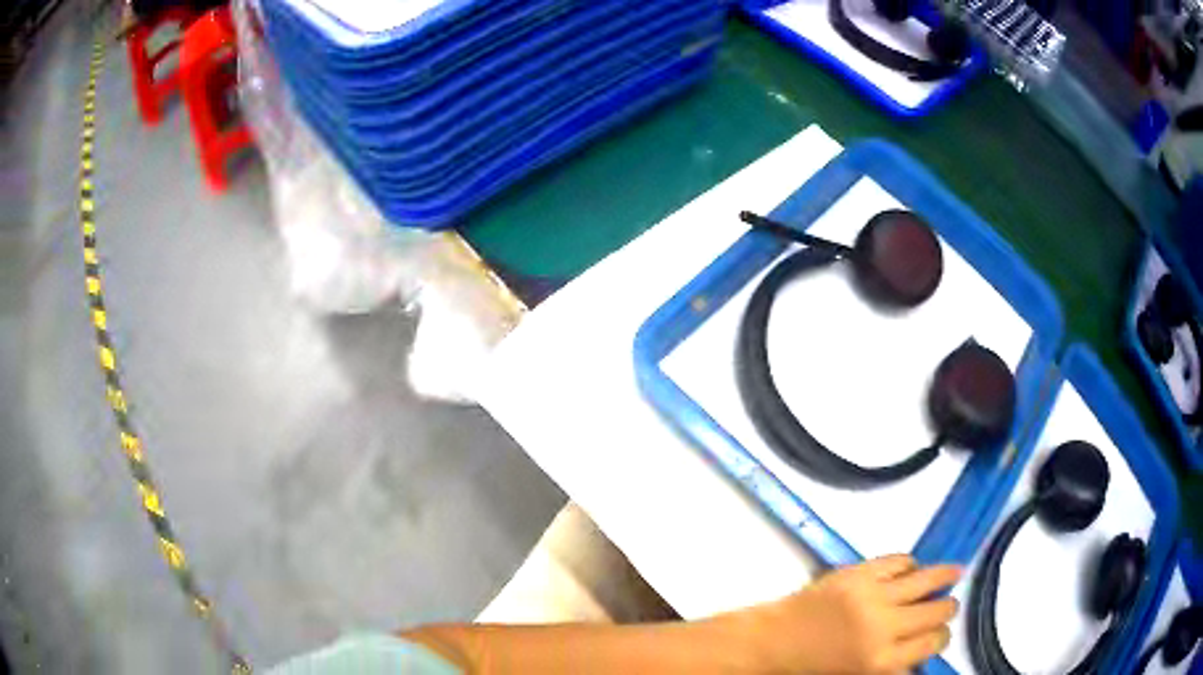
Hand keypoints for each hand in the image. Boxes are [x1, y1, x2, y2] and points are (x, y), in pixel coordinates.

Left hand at [744, 555, 961, 673]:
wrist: (772, 642)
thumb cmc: (812, 666)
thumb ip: (892, 666)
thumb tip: (920, 656)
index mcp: (880, 662)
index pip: (932, 643)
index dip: (942, 637)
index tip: (942, 632)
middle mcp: (883, 628)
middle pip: (936, 611)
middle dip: (947, 608)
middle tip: (948, 605)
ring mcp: (871, 596)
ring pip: (926, 579)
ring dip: (945, 575)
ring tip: (955, 572)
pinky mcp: (857, 573)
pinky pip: (898, 560)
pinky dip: (909, 564)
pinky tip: (912, 569)